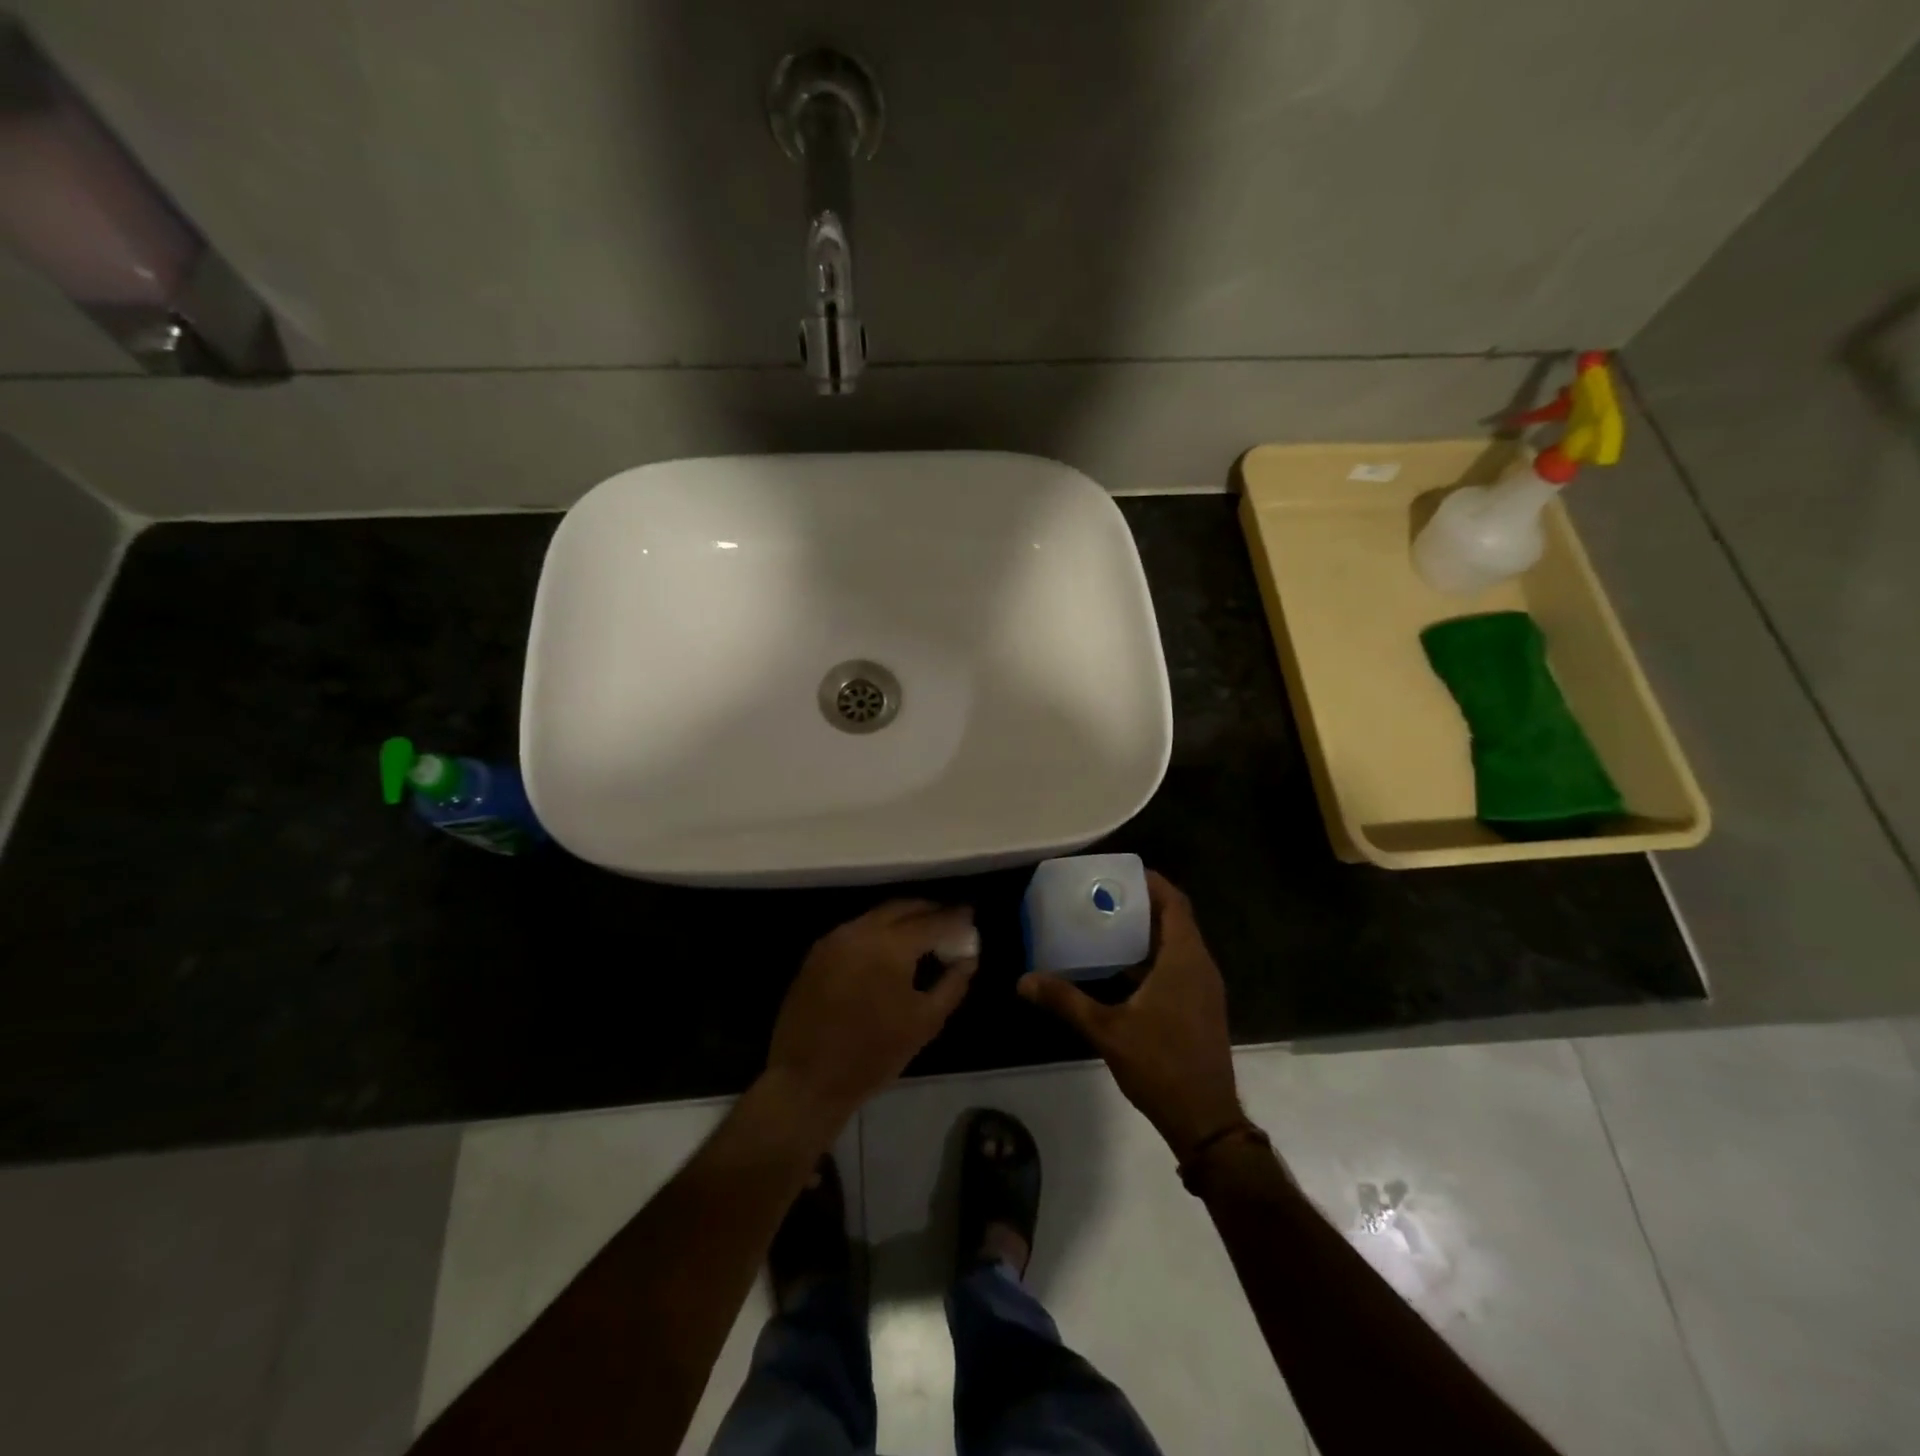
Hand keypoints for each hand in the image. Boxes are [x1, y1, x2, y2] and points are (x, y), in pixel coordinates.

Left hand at [767, 900, 977, 1129]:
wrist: (807, 1079)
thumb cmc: (873, 1054)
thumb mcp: (925, 1022)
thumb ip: (952, 984)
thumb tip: (968, 958)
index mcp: (890, 945)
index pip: (932, 921)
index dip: (955, 917)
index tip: (971, 915)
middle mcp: (861, 930)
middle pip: (903, 907)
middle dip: (929, 910)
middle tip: (951, 919)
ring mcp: (836, 938)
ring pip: (878, 915)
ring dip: (904, 917)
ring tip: (925, 931)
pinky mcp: (819, 951)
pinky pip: (858, 928)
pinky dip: (880, 930)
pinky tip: (892, 947)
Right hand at [1018, 873, 1242, 1161]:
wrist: (1206, 1120)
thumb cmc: (1161, 1065)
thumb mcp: (1107, 1030)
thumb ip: (1066, 1001)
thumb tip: (1024, 980)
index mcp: (1184, 960)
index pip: (1174, 903)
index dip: (1151, 881)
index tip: (1119, 871)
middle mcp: (1200, 966)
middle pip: (1175, 919)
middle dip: (1142, 902)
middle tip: (1103, 894)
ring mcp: (1204, 988)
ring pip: (1177, 943)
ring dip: (1147, 930)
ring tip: (1107, 923)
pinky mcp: (1201, 1006)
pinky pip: (1178, 964)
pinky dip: (1153, 955)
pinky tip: (1120, 967)